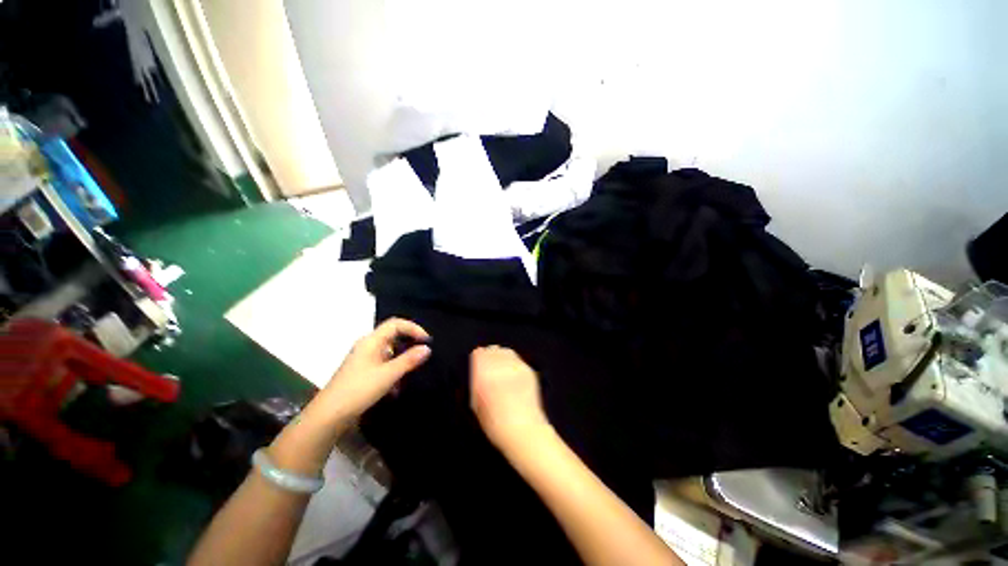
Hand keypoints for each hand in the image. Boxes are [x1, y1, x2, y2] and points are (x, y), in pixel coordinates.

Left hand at [315, 318, 430, 420]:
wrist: (329, 416)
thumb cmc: (359, 390)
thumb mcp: (388, 375)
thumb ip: (409, 360)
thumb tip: (427, 348)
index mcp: (372, 341)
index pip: (396, 324)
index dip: (413, 328)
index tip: (426, 341)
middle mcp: (368, 346)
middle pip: (393, 335)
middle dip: (410, 343)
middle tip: (423, 353)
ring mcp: (364, 359)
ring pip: (389, 351)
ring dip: (403, 359)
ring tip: (413, 371)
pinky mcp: (363, 372)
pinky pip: (384, 363)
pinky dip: (394, 370)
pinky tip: (398, 387)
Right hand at [470, 346, 549, 451]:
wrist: (523, 431)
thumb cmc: (496, 424)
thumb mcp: (476, 404)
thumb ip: (475, 383)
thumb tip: (475, 370)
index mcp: (484, 376)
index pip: (478, 354)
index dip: (477, 358)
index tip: (477, 362)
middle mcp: (500, 368)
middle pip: (492, 350)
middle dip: (489, 357)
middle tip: (488, 367)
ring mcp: (515, 368)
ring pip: (505, 351)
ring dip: (501, 357)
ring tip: (500, 369)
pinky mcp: (527, 370)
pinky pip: (517, 359)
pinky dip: (512, 362)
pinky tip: (511, 374)